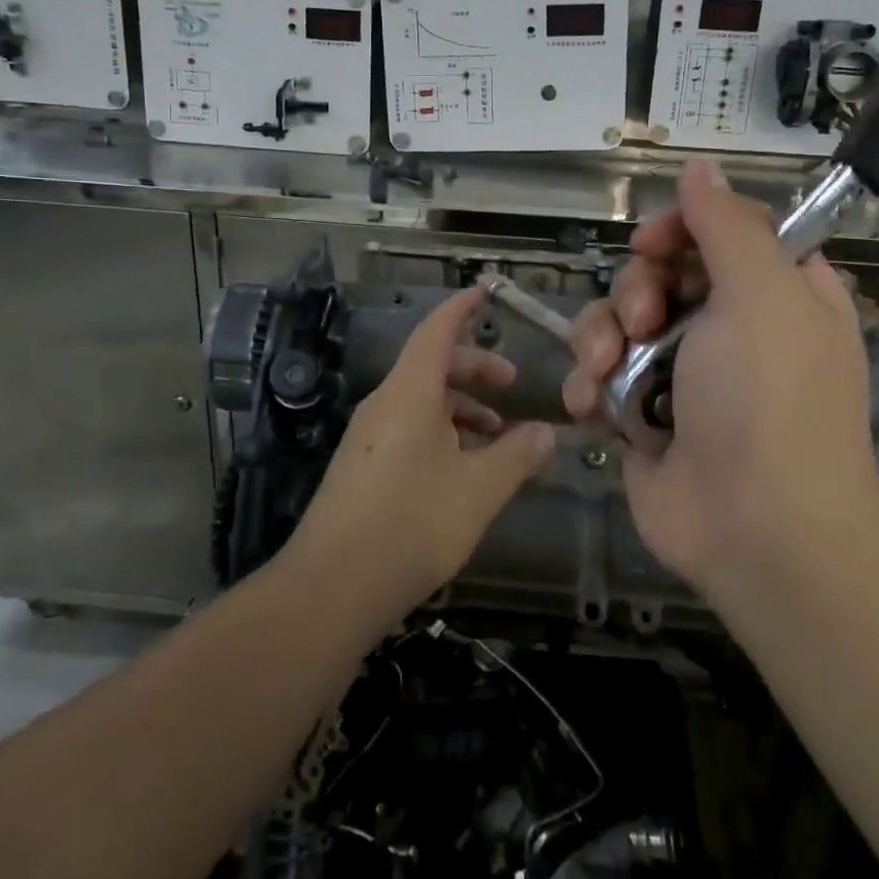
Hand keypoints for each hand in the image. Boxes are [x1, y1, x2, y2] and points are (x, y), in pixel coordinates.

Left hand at [287, 286, 555, 627]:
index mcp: (410, 392)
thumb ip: (517, 456)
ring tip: (497, 437)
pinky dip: (442, 433)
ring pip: (422, 401)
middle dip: (475, 368)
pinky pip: (408, 429)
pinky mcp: (363, 466)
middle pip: (432, 365)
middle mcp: (385, 403)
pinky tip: (464, 470)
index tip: (487, 292)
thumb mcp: (479, 490)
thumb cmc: (412, 524)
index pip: (437, 330)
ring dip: (461, 408)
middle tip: (512, 382)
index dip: (462, 308)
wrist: (332, 586)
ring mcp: (369, 436)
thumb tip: (546, 434)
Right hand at [562, 160, 878, 596]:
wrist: (757, 529)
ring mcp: (679, 374)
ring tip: (606, 372)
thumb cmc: (770, 400)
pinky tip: (591, 405)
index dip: (680, 230)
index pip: (718, 233)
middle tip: (643, 321)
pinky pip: (597, 375)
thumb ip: (728, 225)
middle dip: (635, 291)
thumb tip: (702, 165)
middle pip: (656, 274)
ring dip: (600, 338)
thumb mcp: (762, 295)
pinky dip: (588, 385)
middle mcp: (727, 328)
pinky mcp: (640, 414)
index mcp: (773, 292)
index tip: (652, 242)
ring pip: (615, 322)